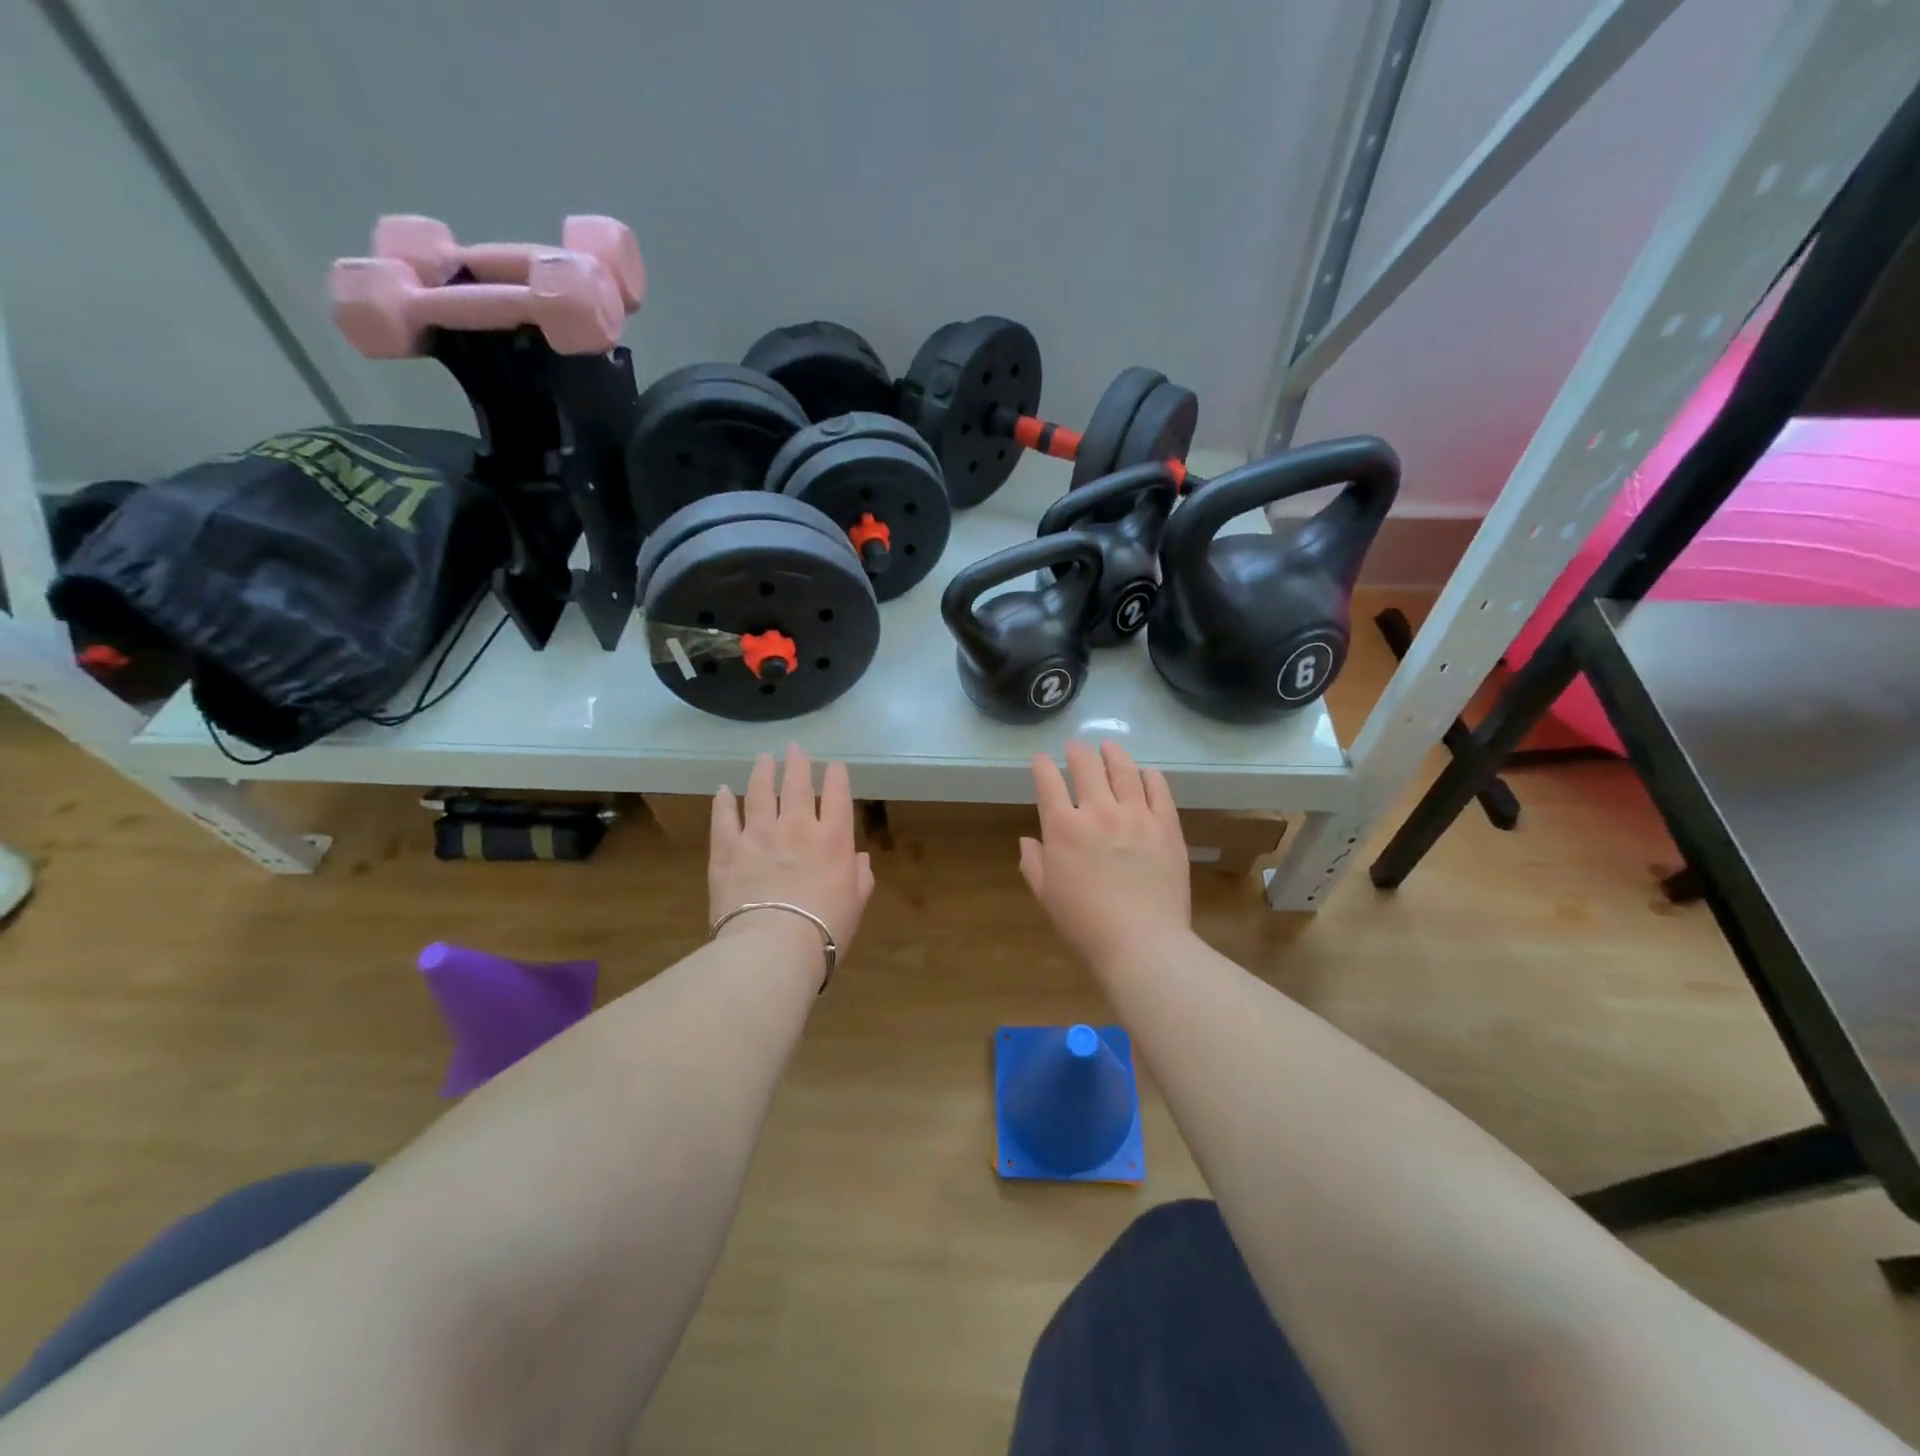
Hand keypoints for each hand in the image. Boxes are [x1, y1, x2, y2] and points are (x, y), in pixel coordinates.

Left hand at [709, 745, 874, 972]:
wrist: (774, 946)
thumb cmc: (825, 929)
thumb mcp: (856, 903)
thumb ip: (861, 876)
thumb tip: (859, 858)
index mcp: (833, 838)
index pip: (838, 794)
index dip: (837, 775)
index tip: (834, 765)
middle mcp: (797, 826)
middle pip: (797, 784)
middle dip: (797, 762)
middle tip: (794, 748)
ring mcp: (759, 834)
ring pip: (760, 792)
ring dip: (762, 772)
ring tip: (763, 758)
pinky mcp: (727, 848)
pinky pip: (724, 817)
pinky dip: (724, 802)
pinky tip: (724, 791)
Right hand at [1020, 739, 1191, 968]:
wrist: (1142, 943)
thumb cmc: (1086, 925)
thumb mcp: (1047, 896)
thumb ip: (1034, 863)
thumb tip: (1029, 841)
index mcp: (1063, 828)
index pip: (1048, 782)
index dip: (1042, 766)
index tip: (1041, 760)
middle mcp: (1098, 812)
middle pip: (1086, 767)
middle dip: (1077, 752)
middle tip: (1075, 746)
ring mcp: (1137, 816)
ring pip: (1124, 770)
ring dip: (1113, 754)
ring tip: (1109, 746)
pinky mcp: (1167, 826)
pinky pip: (1159, 790)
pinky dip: (1150, 776)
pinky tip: (1147, 772)